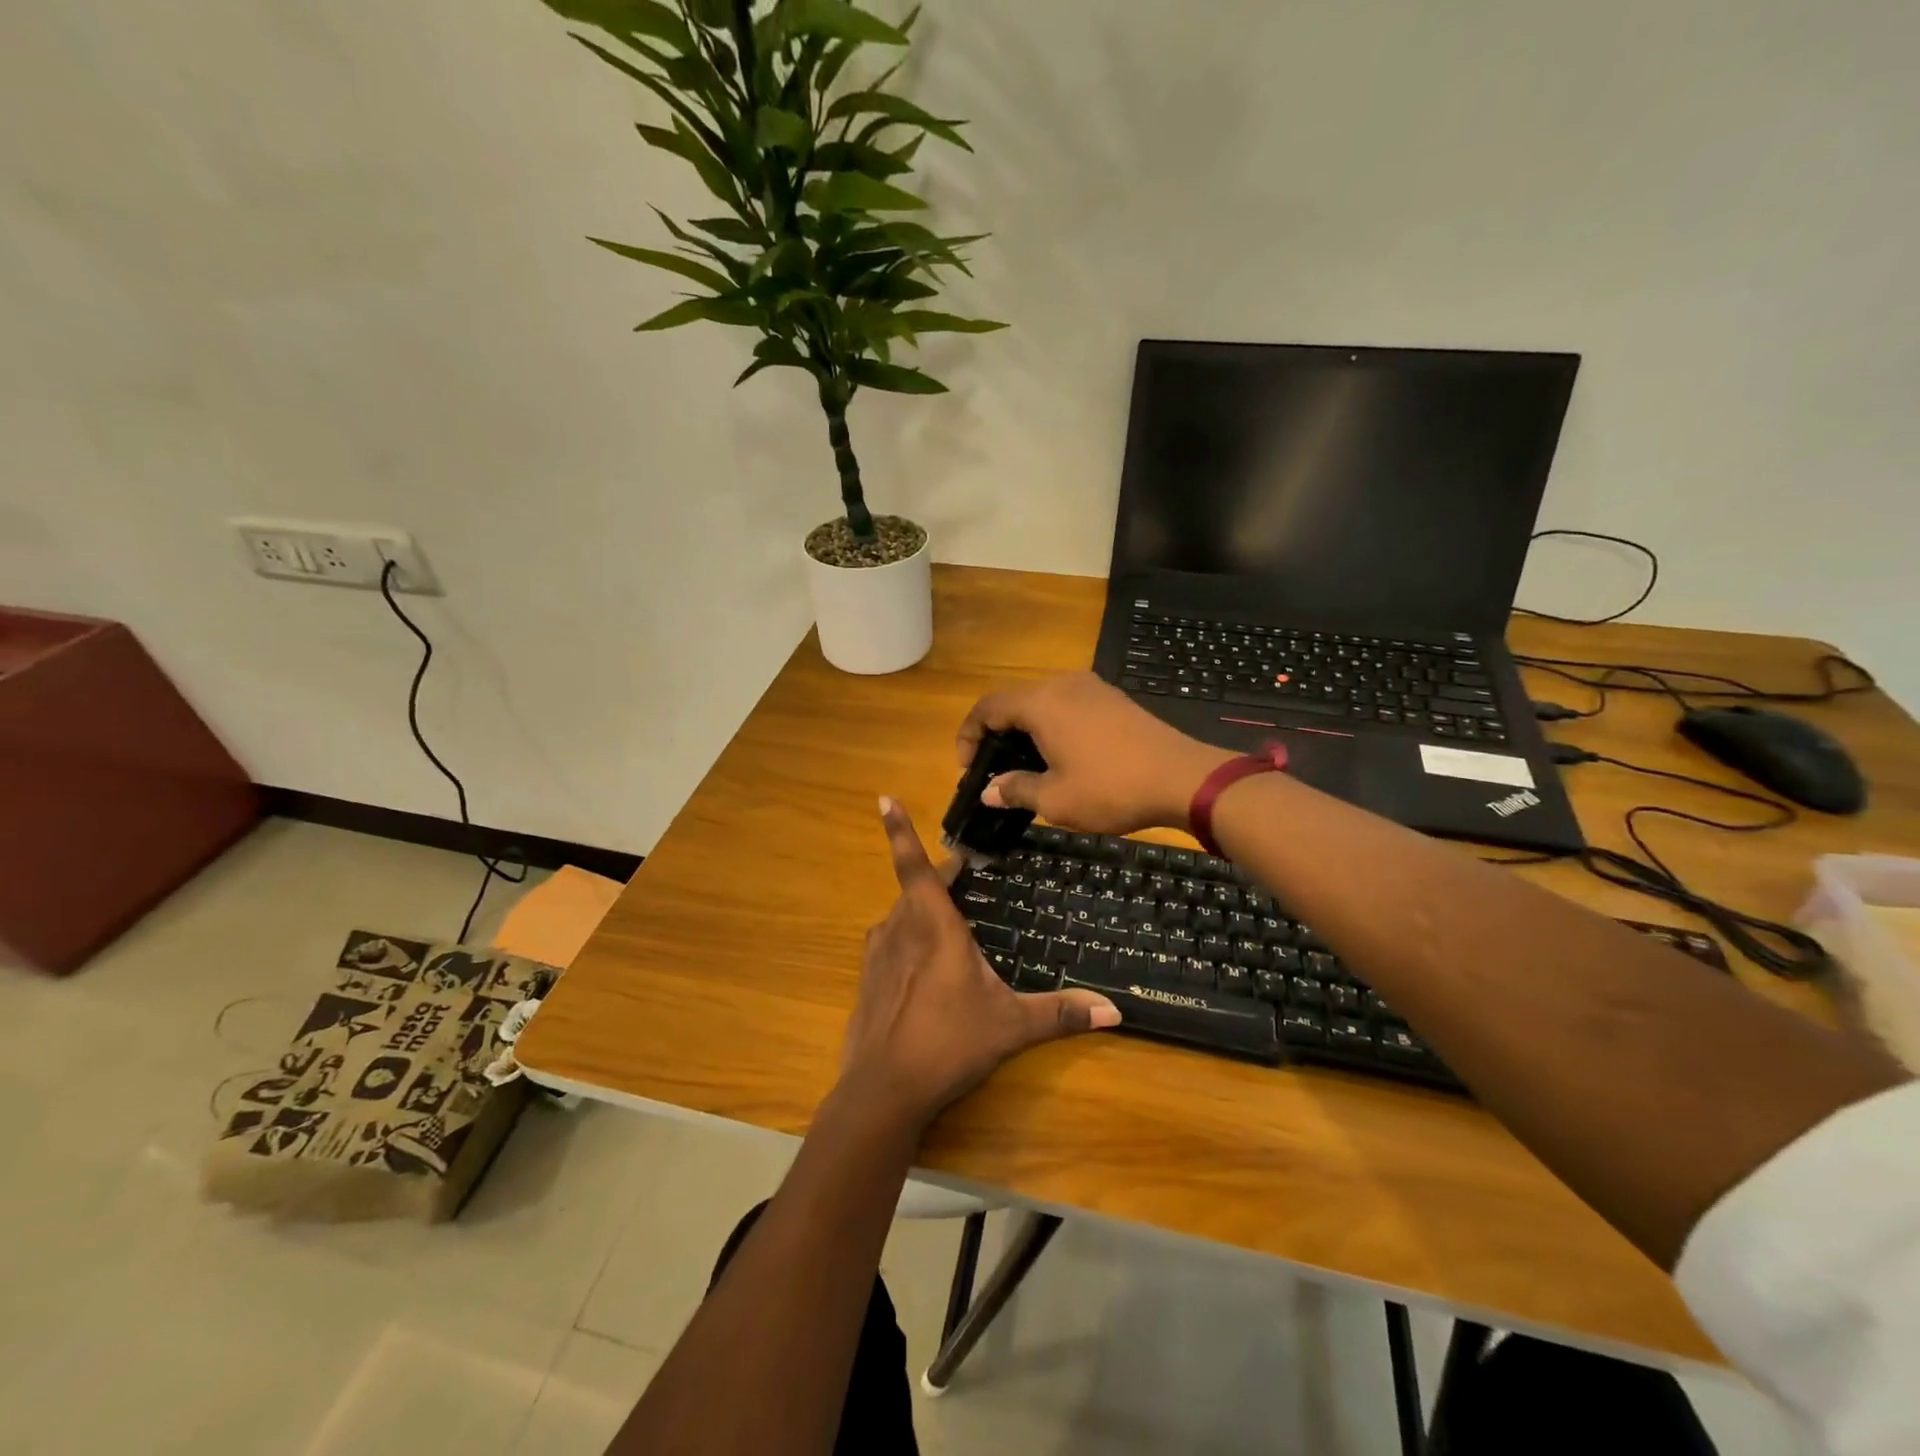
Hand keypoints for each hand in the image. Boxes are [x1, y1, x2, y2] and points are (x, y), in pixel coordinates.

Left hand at [839, 798, 1120, 1133]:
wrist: (882, 1090)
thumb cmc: (949, 1043)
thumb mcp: (1011, 1026)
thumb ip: (1060, 1013)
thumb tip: (1116, 1011)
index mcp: (933, 925)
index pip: (916, 865)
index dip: (899, 830)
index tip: (884, 798)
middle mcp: (900, 928)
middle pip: (917, 888)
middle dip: (941, 879)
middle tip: (966, 875)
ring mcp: (878, 952)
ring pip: (902, 916)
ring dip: (923, 911)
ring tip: (951, 927)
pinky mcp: (867, 977)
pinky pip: (890, 942)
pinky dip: (907, 940)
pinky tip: (924, 970)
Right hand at [956, 672, 1233, 834]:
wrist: (1182, 778)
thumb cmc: (1111, 789)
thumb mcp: (1056, 799)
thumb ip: (1016, 789)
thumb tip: (989, 790)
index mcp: (1041, 703)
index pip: (987, 708)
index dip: (968, 735)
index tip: (968, 769)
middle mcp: (1062, 684)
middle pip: (1013, 701)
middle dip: (996, 735)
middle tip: (994, 772)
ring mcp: (1091, 688)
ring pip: (1042, 703)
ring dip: (1025, 731)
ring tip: (1026, 768)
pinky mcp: (1112, 698)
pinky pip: (1067, 706)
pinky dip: (1052, 726)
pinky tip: (1061, 757)